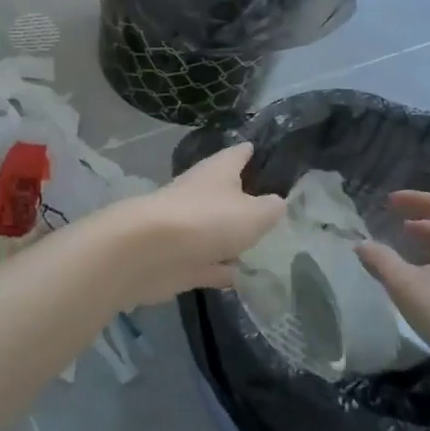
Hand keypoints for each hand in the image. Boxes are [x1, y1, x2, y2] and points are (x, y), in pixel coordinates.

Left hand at [115, 144, 284, 303]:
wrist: (150, 253)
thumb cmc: (208, 220)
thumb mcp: (255, 213)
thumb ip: (271, 209)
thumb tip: (277, 203)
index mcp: (218, 171)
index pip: (239, 153)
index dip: (254, 152)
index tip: (270, 153)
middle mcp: (201, 194)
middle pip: (227, 193)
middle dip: (248, 200)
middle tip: (279, 210)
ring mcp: (188, 228)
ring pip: (217, 230)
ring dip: (235, 238)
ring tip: (268, 247)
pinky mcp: (180, 260)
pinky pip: (208, 263)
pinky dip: (223, 269)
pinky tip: (244, 279)